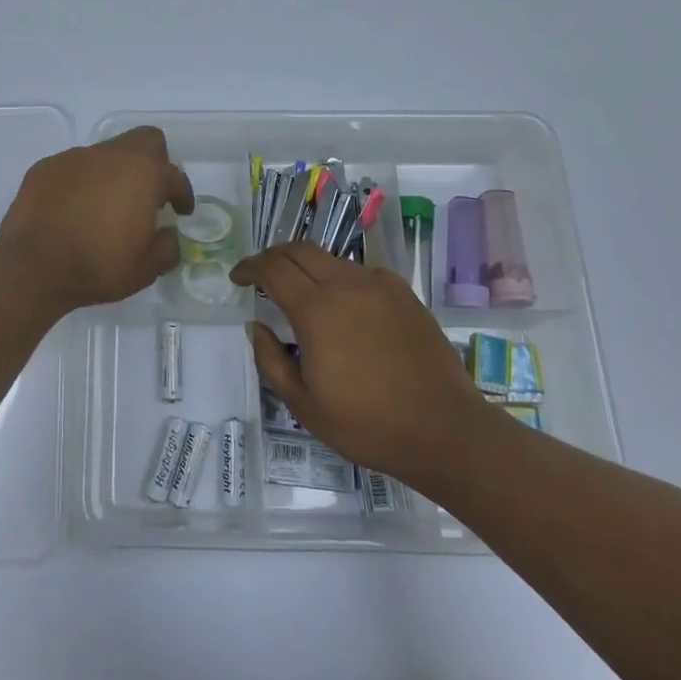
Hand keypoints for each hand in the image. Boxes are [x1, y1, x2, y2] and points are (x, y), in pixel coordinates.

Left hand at [0, 126, 194, 311]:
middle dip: (153, 162)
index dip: (182, 194)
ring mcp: (74, 158)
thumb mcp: (147, 268)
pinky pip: (72, 169)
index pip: (174, 175)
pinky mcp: (44, 168)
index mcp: (144, 173)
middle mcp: (111, 155)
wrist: (34, 265)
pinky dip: (80, 184)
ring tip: (106, 207)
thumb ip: (167, 247)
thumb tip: (167, 236)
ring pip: (105, 155)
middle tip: (149, 193)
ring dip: (113, 174)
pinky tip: (74, 210)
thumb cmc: (99, 264)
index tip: (181, 211)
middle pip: (144, 141)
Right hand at [229, 243, 487, 482]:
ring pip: (332, 258)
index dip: (249, 267)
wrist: (443, 430)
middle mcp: (346, 285)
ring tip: (300, 291)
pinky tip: (344, 304)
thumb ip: (271, 360)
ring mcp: (380, 286)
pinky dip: (341, 278)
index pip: (272, 268)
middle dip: (274, 256)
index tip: (237, 278)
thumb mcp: (303, 404)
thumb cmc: (366, 424)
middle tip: (261, 275)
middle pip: (300, 249)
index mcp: (316, 310)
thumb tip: (256, 326)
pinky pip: (362, 272)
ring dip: (307, 266)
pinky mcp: (404, 295)